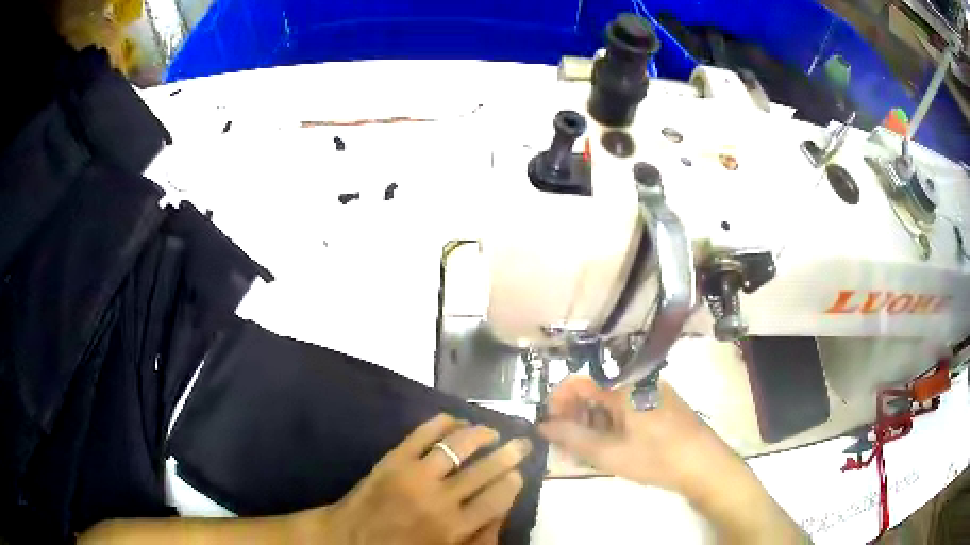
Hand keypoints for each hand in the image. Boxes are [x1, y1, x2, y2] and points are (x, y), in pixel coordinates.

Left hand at [312, 414, 532, 544]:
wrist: (347, 539)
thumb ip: (477, 539)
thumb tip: (503, 512)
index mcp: (453, 528)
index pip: (497, 497)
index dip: (513, 481)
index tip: (519, 473)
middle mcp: (439, 499)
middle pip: (485, 469)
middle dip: (510, 453)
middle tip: (521, 443)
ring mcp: (414, 474)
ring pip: (458, 444)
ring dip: (481, 433)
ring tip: (492, 431)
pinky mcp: (393, 458)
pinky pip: (424, 432)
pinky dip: (445, 422)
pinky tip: (457, 422)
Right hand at [539, 376, 719, 495]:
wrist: (704, 465)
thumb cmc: (656, 458)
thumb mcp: (609, 453)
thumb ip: (572, 438)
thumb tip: (542, 425)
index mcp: (623, 387)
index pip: (578, 382)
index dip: (558, 402)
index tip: (550, 427)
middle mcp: (636, 382)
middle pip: (594, 393)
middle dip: (575, 418)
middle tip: (568, 448)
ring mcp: (651, 393)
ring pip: (610, 403)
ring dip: (593, 425)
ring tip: (587, 455)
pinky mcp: (661, 405)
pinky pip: (627, 410)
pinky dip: (612, 426)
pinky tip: (612, 449)